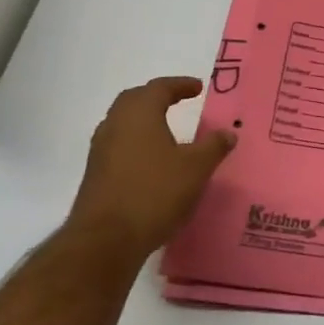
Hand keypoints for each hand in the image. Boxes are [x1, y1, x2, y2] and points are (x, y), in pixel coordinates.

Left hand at [67, 77, 234, 262]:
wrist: (106, 239)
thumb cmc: (154, 192)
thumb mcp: (195, 168)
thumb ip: (213, 147)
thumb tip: (228, 133)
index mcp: (139, 114)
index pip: (159, 88)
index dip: (180, 85)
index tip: (197, 87)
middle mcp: (115, 125)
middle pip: (134, 100)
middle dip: (156, 97)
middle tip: (177, 101)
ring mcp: (100, 150)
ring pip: (123, 124)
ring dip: (144, 121)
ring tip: (166, 131)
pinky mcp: (95, 175)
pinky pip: (118, 146)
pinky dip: (136, 144)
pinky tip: (151, 162)